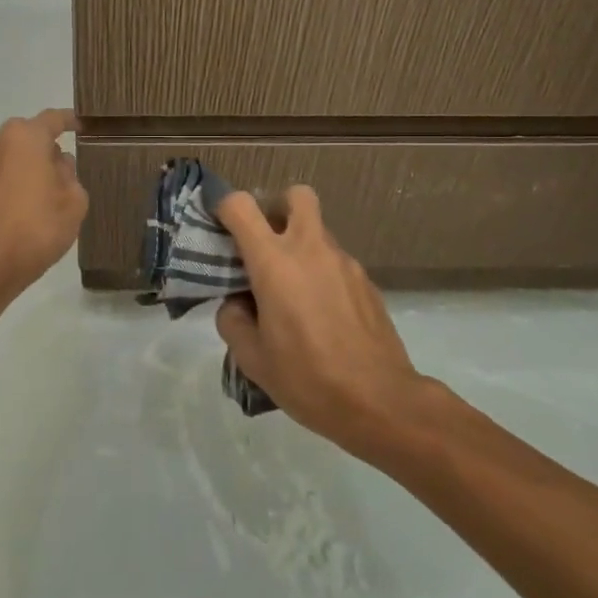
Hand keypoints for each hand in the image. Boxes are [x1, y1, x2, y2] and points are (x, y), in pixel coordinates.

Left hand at [0, 110, 87, 299]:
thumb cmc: (37, 229)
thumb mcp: (74, 203)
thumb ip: (70, 176)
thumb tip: (58, 165)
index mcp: (24, 140)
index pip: (52, 119)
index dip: (69, 120)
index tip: (80, 126)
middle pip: (23, 137)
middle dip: (40, 148)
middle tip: (58, 170)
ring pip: (2, 161)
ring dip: (18, 171)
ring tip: (33, 198)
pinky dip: (0, 194)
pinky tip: (9, 217)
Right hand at [214, 187, 427, 448]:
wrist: (380, 402)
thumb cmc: (307, 378)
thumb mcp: (252, 358)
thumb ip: (233, 320)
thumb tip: (238, 304)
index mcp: (274, 262)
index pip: (241, 206)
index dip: (224, 206)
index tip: (218, 226)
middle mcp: (310, 249)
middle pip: (296, 195)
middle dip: (276, 208)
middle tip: (265, 244)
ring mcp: (345, 262)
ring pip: (317, 231)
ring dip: (300, 246)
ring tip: (292, 294)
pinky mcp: (367, 281)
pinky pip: (336, 262)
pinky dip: (321, 273)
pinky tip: (321, 315)